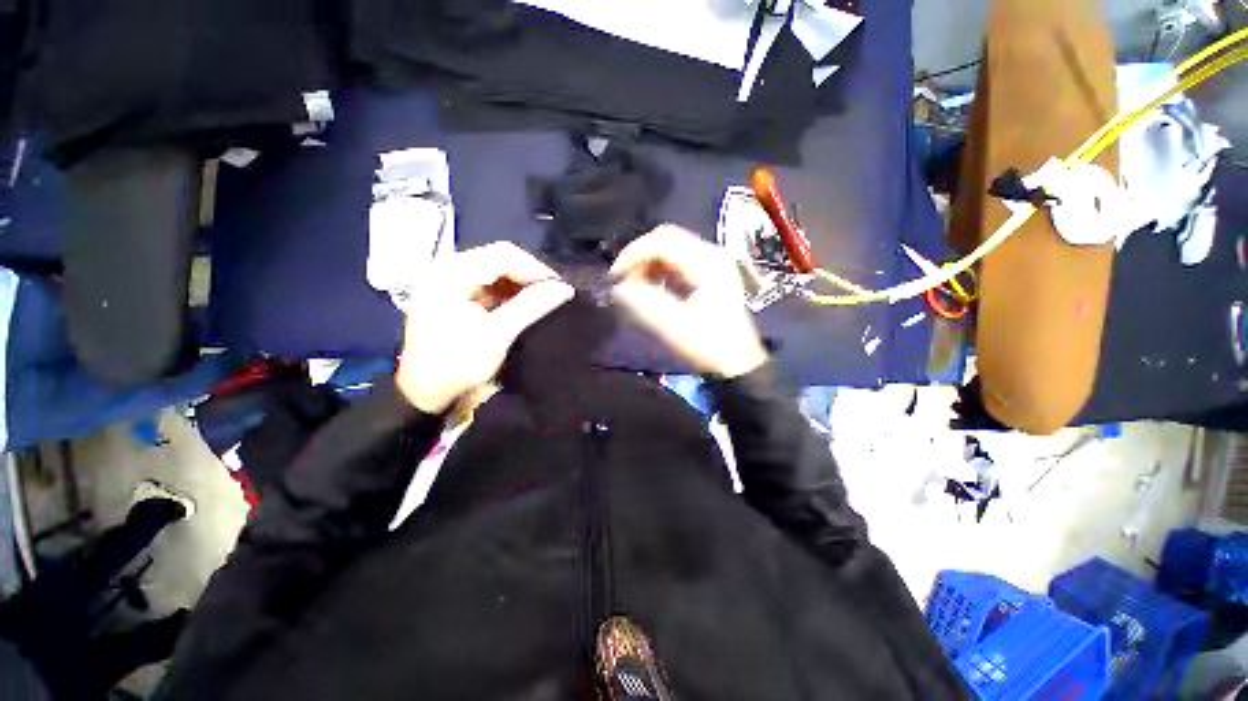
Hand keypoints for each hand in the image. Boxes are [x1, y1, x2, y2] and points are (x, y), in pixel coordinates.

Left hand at [396, 243, 574, 412]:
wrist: (424, 393)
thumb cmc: (458, 363)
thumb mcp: (499, 334)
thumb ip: (532, 306)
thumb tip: (565, 288)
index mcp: (452, 273)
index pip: (503, 254)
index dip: (536, 268)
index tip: (560, 288)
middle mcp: (448, 270)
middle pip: (498, 259)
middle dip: (529, 275)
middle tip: (553, 294)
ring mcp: (449, 283)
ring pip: (494, 271)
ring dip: (520, 284)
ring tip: (541, 300)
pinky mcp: (453, 297)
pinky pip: (487, 285)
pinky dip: (508, 293)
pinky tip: (521, 306)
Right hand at [611, 225, 767, 378]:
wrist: (736, 363)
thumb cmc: (709, 345)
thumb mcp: (674, 325)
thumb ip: (644, 303)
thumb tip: (619, 288)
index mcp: (707, 262)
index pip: (662, 241)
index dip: (633, 254)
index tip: (614, 278)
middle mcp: (710, 255)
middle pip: (665, 241)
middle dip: (638, 259)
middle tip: (622, 282)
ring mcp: (709, 264)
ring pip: (668, 251)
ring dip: (646, 266)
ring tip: (633, 288)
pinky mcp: (705, 275)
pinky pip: (674, 264)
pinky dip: (656, 273)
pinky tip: (649, 289)